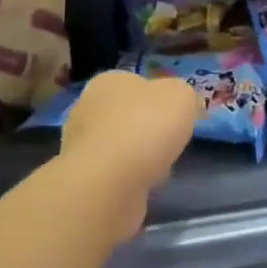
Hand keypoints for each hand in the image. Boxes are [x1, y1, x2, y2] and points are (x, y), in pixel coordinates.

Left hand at [61, 71, 201, 240]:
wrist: (109, 182)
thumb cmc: (145, 127)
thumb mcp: (181, 96)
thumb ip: (185, 95)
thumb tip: (185, 105)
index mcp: (108, 82)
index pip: (136, 84)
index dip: (160, 99)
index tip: (177, 117)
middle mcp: (88, 109)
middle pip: (126, 115)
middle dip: (147, 129)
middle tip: (169, 143)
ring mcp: (81, 146)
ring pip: (119, 146)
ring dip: (137, 156)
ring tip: (158, 168)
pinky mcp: (83, 178)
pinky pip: (113, 173)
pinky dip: (129, 178)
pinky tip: (142, 185)